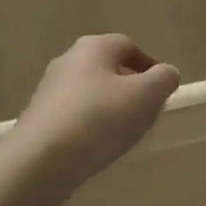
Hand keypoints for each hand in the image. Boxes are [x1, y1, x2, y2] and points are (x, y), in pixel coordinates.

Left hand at [14, 34, 180, 185]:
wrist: (41, 159)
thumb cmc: (100, 118)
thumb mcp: (146, 96)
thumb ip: (163, 79)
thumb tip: (166, 73)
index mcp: (94, 47)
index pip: (129, 46)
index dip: (150, 66)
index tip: (163, 90)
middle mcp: (68, 60)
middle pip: (108, 68)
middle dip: (130, 87)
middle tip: (147, 112)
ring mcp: (49, 89)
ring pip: (90, 92)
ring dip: (110, 107)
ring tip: (125, 133)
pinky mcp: (39, 118)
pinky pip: (75, 115)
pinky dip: (90, 125)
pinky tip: (98, 146)